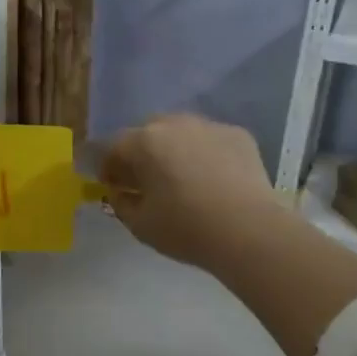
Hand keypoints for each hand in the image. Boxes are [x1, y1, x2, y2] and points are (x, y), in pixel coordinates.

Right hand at [101, 113, 280, 270]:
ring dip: (173, 149)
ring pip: (180, 132)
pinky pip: (210, 140)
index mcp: (144, 142)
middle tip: (145, 180)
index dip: (107, 167)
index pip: (112, 147)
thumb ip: (121, 203)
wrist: (249, 231)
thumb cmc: (186, 229)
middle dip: (140, 153)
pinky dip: (204, 153)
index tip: (111, 185)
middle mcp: (174, 124)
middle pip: (146, 133)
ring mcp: (209, 126)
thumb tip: (120, 192)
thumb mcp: (140, 225)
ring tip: (181, 177)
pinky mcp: (238, 135)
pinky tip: (212, 179)